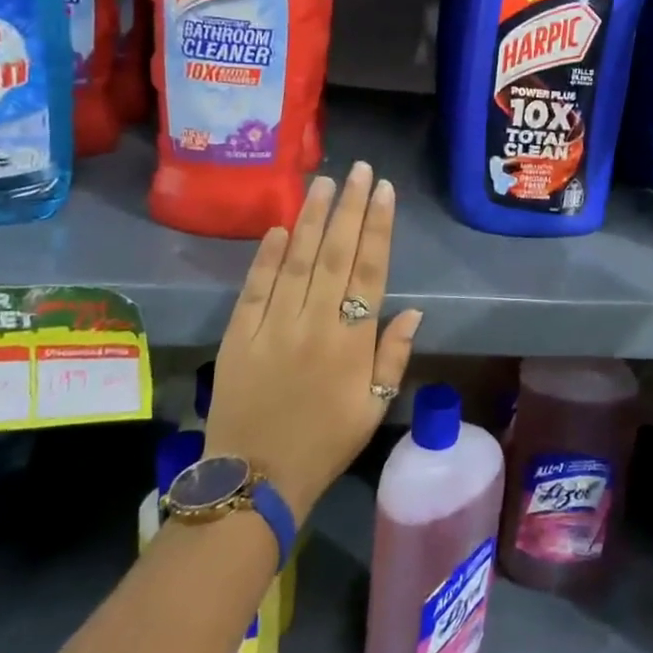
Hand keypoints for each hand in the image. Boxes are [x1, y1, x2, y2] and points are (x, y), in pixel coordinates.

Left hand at [204, 162, 421, 523]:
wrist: (255, 481)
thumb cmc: (325, 443)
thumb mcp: (374, 407)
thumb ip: (393, 356)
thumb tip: (413, 311)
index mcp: (351, 342)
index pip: (370, 271)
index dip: (378, 227)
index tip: (384, 191)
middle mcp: (314, 324)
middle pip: (336, 254)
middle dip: (350, 208)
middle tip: (359, 170)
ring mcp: (273, 327)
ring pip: (297, 261)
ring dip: (312, 219)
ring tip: (324, 183)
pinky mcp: (239, 336)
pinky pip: (255, 288)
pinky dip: (267, 256)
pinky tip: (280, 227)